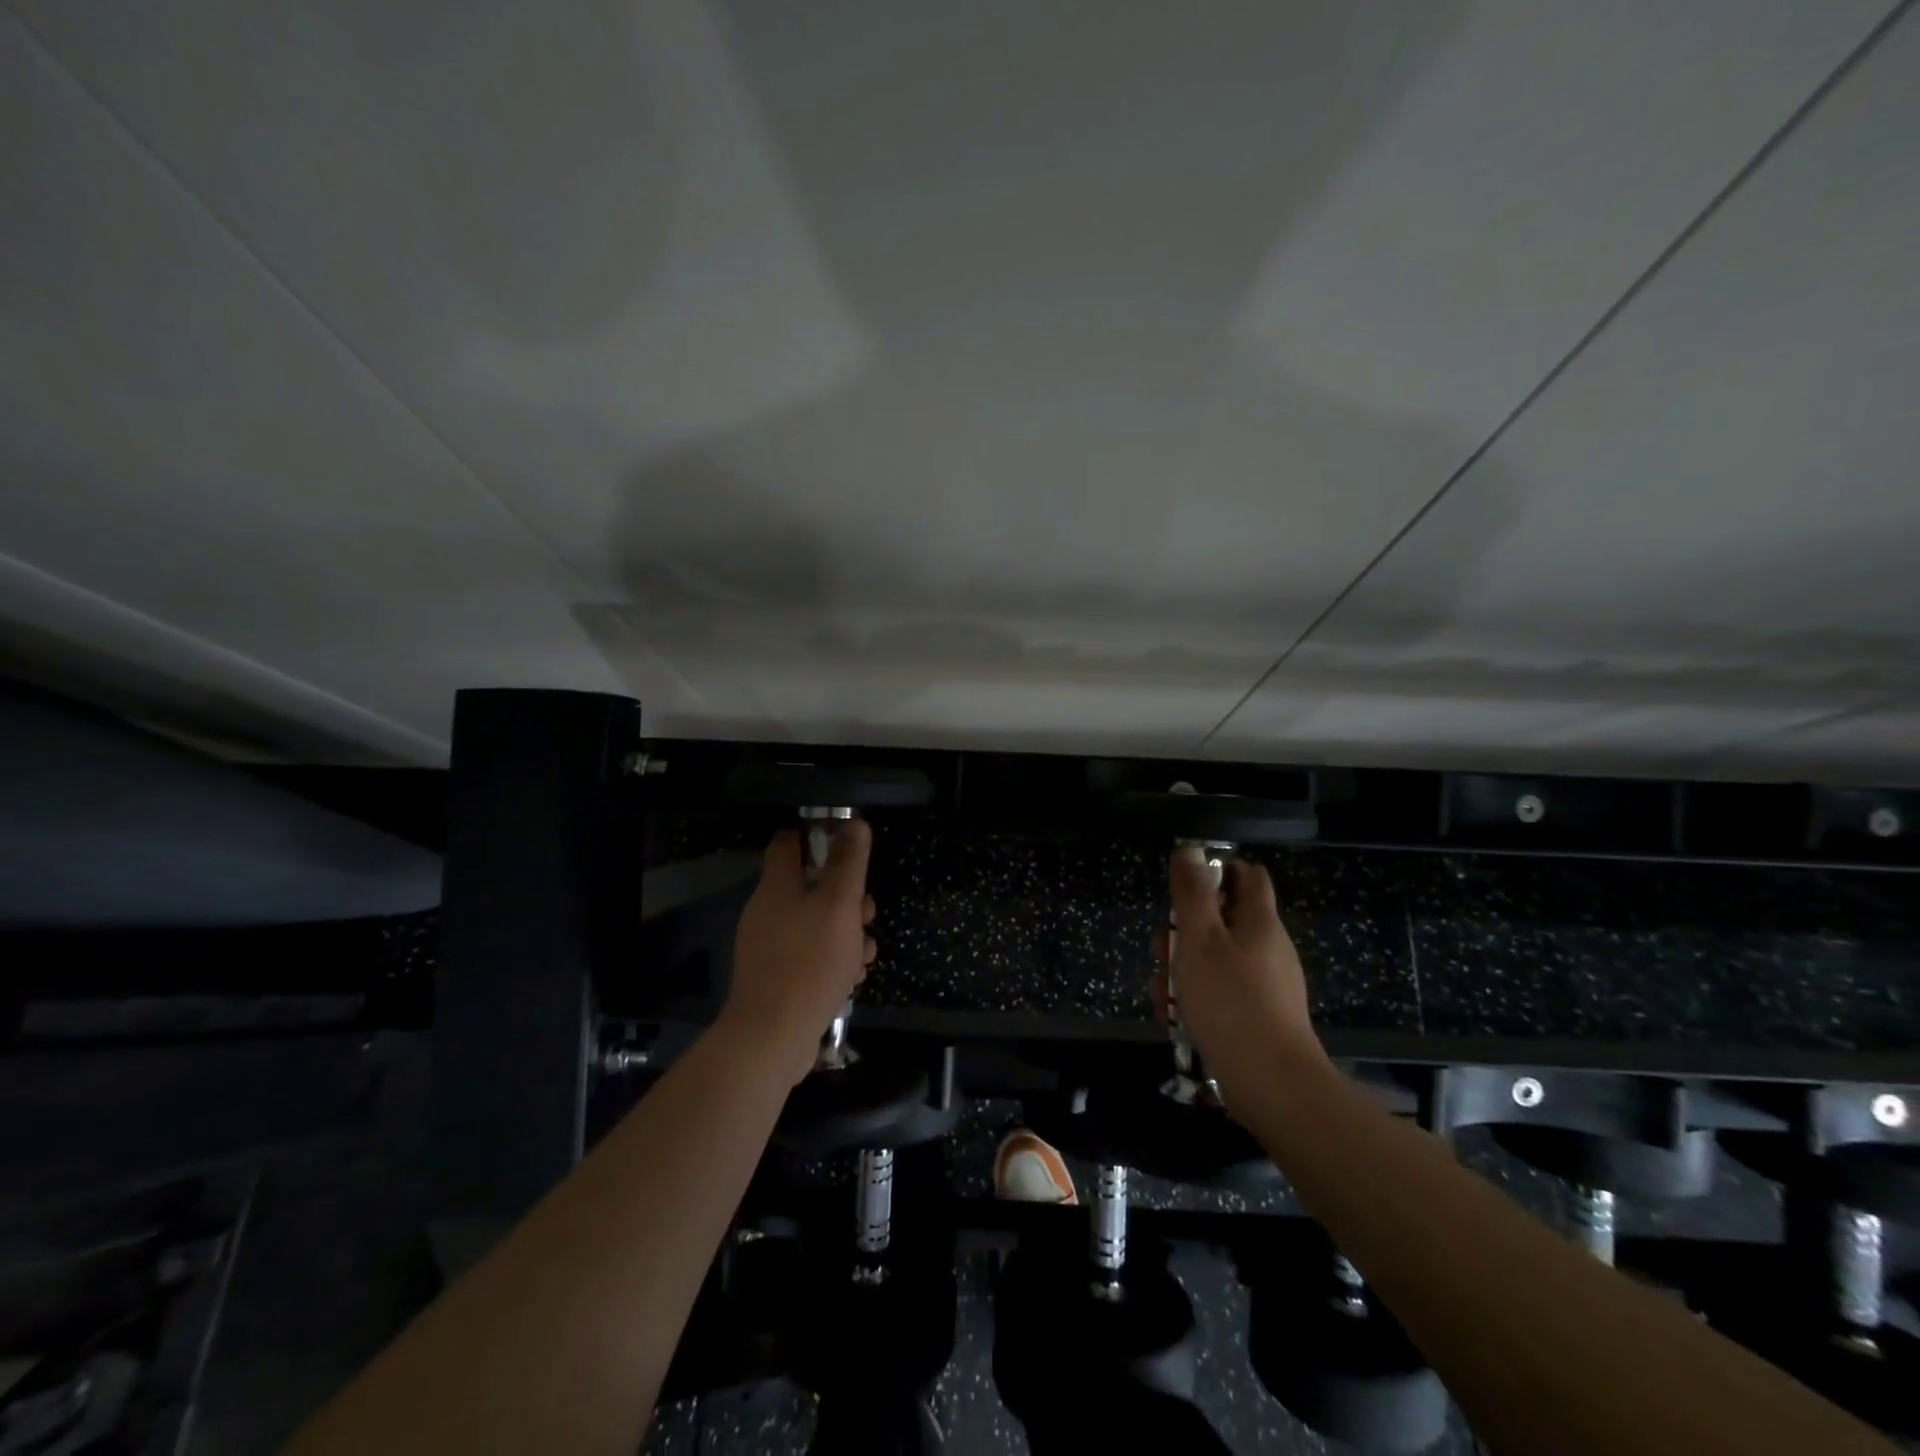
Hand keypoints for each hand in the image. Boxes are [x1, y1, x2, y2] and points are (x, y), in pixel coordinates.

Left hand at [720, 820, 878, 1085]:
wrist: (771, 1038)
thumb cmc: (810, 962)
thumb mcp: (838, 905)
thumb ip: (848, 863)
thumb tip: (853, 822)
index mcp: (777, 887)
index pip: (788, 842)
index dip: (817, 835)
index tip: (847, 844)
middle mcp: (768, 911)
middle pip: (809, 885)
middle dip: (845, 895)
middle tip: (867, 911)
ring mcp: (770, 946)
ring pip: (815, 923)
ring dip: (846, 931)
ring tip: (867, 952)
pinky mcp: (777, 977)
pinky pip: (810, 954)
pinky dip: (833, 958)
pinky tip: (853, 977)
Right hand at [1151, 846, 1325, 1110]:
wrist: (1271, 1086)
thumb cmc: (1230, 1002)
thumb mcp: (1200, 939)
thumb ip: (1192, 892)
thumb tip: (1191, 849)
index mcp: (1259, 921)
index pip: (1247, 874)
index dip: (1216, 870)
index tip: (1183, 885)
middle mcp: (1266, 947)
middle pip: (1221, 919)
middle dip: (1183, 930)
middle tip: (1161, 950)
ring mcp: (1265, 984)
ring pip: (1213, 959)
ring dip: (1180, 970)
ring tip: (1161, 994)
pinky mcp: (1257, 1016)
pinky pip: (1219, 993)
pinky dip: (1194, 999)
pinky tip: (1173, 1018)